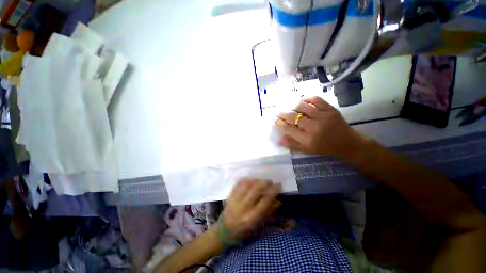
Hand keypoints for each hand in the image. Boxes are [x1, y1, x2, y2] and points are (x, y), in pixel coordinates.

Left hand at [221, 178, 281, 238]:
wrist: (225, 230)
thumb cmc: (244, 231)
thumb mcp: (259, 226)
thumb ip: (269, 212)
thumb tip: (279, 200)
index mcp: (252, 218)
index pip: (265, 200)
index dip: (273, 191)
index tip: (278, 185)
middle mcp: (243, 207)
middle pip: (256, 190)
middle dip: (265, 183)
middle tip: (270, 181)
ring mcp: (235, 200)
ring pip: (247, 184)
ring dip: (256, 180)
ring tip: (261, 180)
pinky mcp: (230, 195)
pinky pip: (239, 183)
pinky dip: (246, 179)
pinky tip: (251, 179)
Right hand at [274, 96, 364, 158]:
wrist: (347, 144)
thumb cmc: (324, 148)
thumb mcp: (306, 150)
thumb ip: (291, 144)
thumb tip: (278, 138)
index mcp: (307, 139)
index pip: (287, 128)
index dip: (278, 123)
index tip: (275, 120)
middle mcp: (313, 127)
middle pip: (292, 116)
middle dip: (282, 114)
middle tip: (279, 113)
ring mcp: (323, 116)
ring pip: (302, 106)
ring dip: (294, 107)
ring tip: (292, 109)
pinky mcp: (331, 109)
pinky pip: (315, 99)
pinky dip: (307, 99)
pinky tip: (303, 101)